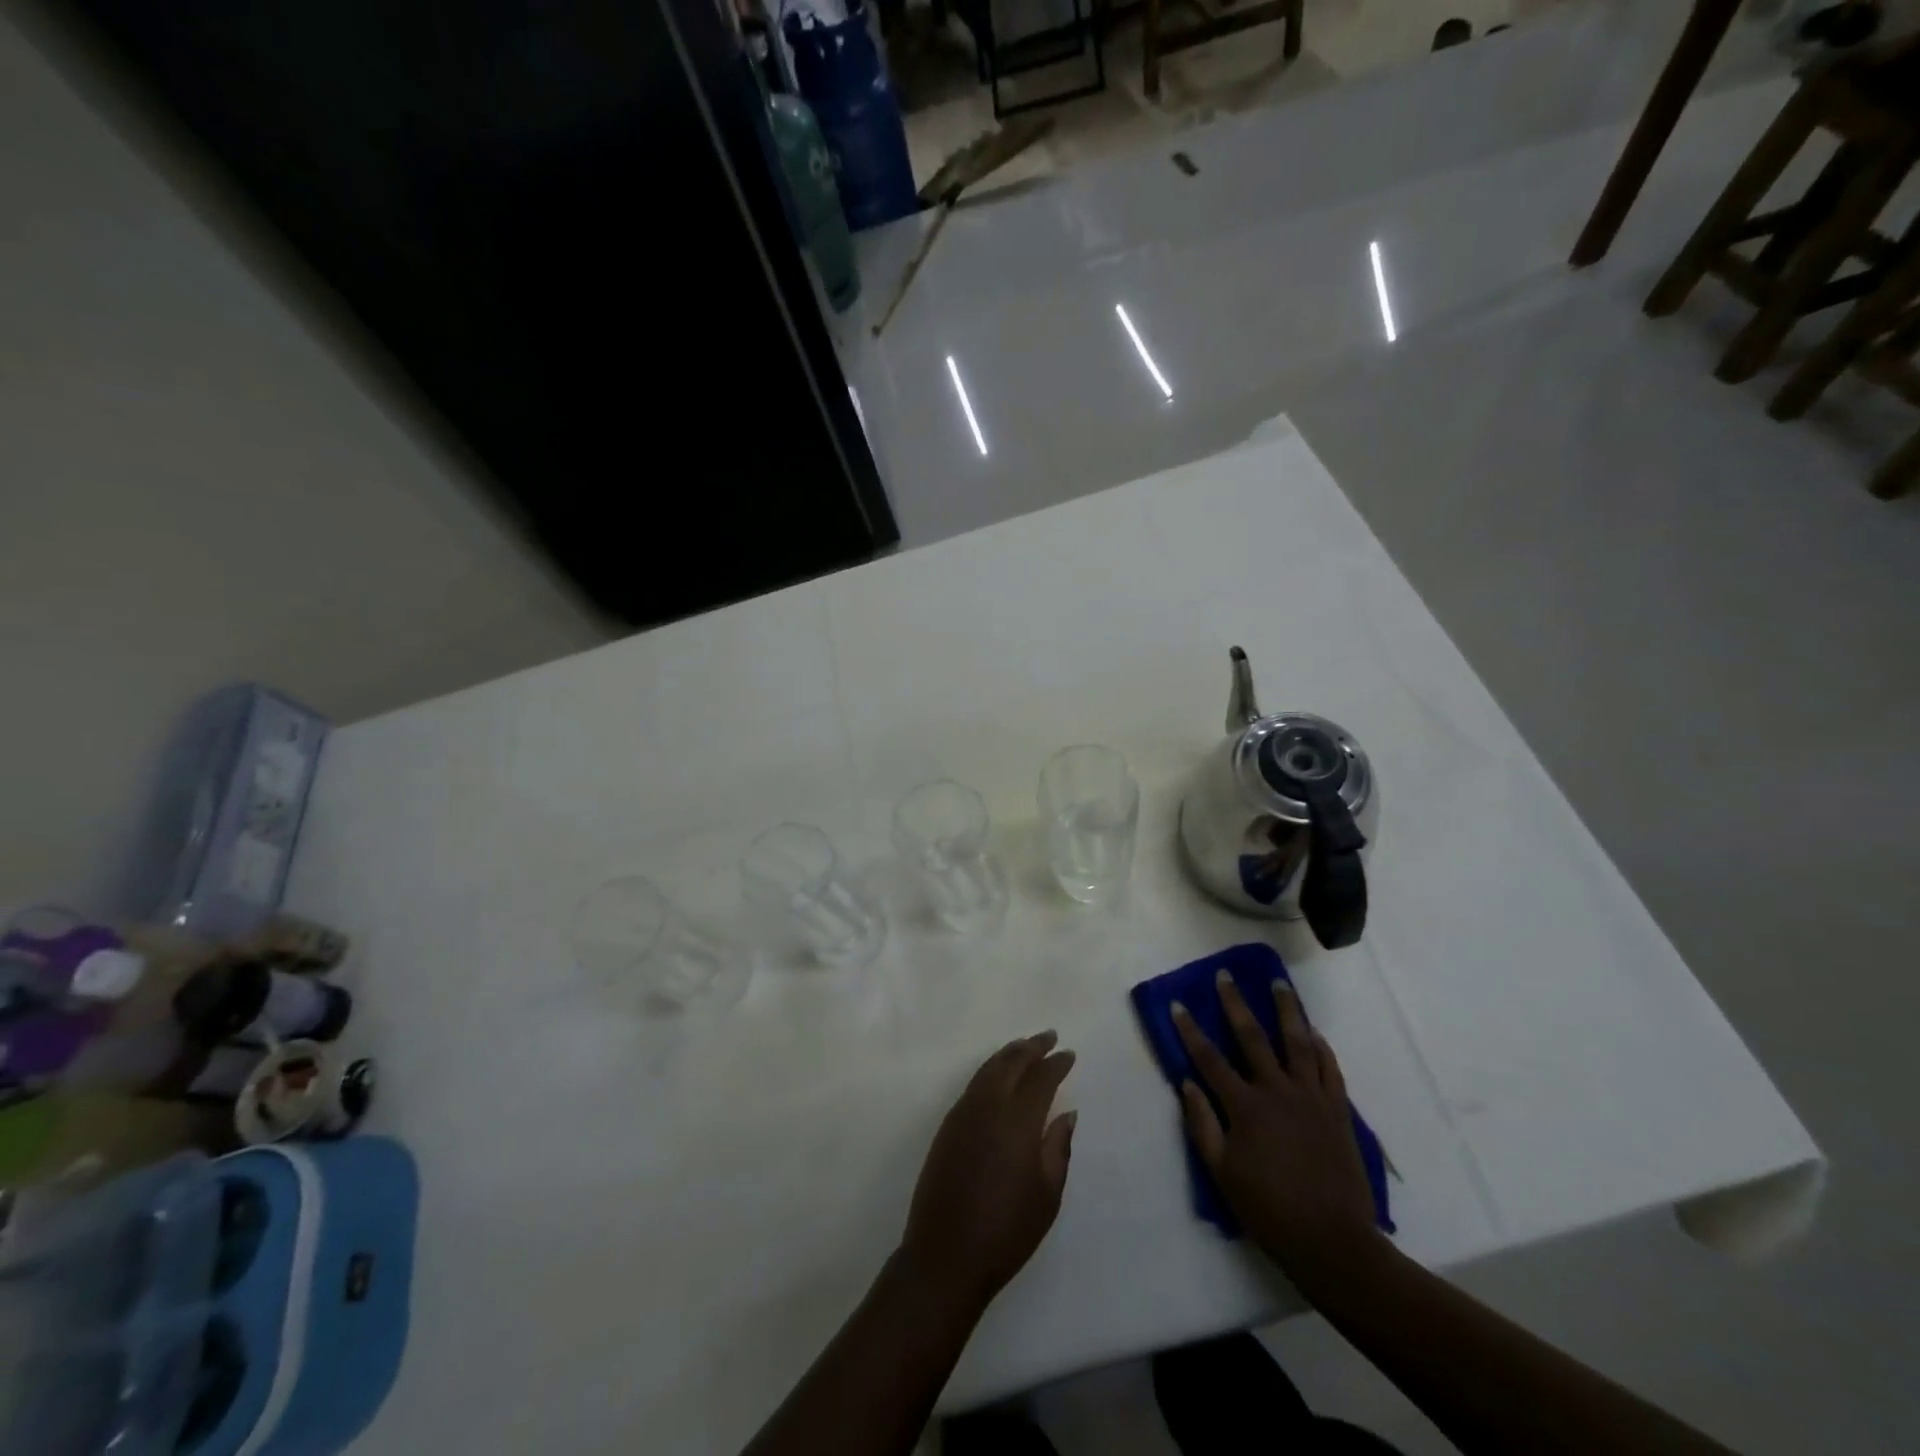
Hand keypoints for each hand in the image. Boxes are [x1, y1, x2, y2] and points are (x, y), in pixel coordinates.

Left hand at [900, 1031, 1076, 1312]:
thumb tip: (1066, 1113)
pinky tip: (998, 1075)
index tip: (1069, 1054)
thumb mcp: (1047, 1195)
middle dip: (1032, 1047)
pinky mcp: (947, 1125)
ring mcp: (963, 1113)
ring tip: (1025, 1047)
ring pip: (989, 1068)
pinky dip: (990, 1070)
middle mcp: (989, 1106)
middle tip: (1048, 1037)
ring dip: (1009, 1054)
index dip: (1056, 1064)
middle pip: (1011, 1063)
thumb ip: (1058, 1148)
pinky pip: (974, 1084)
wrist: (945, 1254)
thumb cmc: (1006, 1231)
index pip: (1040, 1078)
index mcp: (1017, 1121)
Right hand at [1173, 973, 1380, 1283]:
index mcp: (1246, 1107)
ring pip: (1297, 1042)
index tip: (1177, 1004)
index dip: (1190, 1031)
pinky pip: (1329, 1069)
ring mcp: (1311, 1098)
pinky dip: (1321, 1047)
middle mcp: (1277, 1091)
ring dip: (1286, 1010)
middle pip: (1253, 1037)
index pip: (1210, 1059)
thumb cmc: (1269, 1210)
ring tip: (1279, 983)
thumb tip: (1187, 1083)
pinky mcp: (1338, 1110)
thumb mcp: (1223, 1174)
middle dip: (1235, 1004)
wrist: (1334, 1242)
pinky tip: (1314, 1032)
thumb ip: (1202, 1125)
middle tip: (1226, 976)